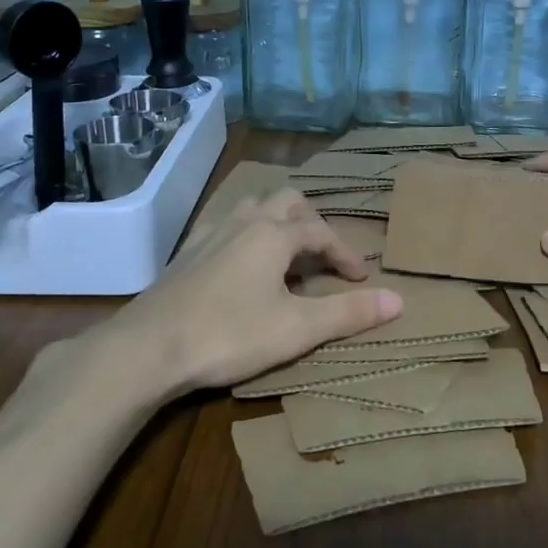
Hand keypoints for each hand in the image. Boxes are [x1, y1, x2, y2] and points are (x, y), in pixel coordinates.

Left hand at [110, 187, 402, 394]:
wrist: (148, 347)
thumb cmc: (229, 334)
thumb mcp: (296, 329)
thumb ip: (348, 313)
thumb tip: (399, 299)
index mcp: (274, 234)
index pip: (322, 232)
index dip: (346, 254)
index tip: (361, 280)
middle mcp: (245, 222)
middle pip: (288, 201)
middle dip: (313, 222)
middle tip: (323, 255)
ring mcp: (211, 233)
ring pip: (254, 206)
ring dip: (278, 221)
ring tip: (287, 252)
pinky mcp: (186, 252)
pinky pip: (225, 224)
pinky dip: (246, 232)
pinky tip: (240, 259)